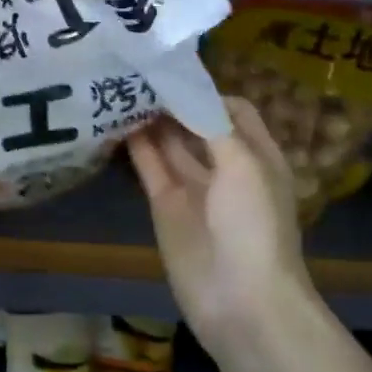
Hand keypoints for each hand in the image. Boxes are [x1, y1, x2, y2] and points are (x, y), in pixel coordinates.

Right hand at [126, 98, 319, 360]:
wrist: (241, 300)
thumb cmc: (254, 226)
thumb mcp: (245, 165)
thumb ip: (213, 126)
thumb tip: (185, 92)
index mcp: (256, 155)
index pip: (231, 110)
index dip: (205, 91)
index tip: (172, 71)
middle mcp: (225, 167)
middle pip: (196, 124)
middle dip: (173, 101)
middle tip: (137, 73)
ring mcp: (194, 188)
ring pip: (170, 144)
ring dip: (151, 120)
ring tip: (121, 89)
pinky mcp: (166, 207)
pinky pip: (150, 168)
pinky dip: (135, 146)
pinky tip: (115, 122)